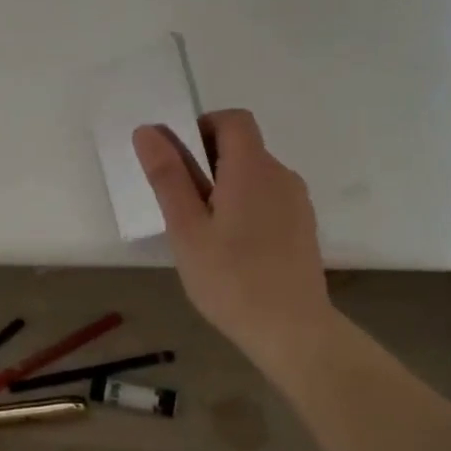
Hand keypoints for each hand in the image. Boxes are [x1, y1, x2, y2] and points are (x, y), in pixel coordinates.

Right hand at [134, 110, 333, 373]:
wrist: (291, 330)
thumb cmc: (230, 278)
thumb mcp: (186, 228)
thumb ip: (167, 176)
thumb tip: (147, 130)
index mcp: (252, 168)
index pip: (232, 120)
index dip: (202, 127)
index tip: (178, 162)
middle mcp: (281, 175)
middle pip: (244, 147)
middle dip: (208, 162)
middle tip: (182, 207)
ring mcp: (297, 202)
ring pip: (255, 176)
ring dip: (226, 187)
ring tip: (205, 233)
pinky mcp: (303, 227)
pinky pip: (269, 199)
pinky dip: (246, 207)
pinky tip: (233, 249)